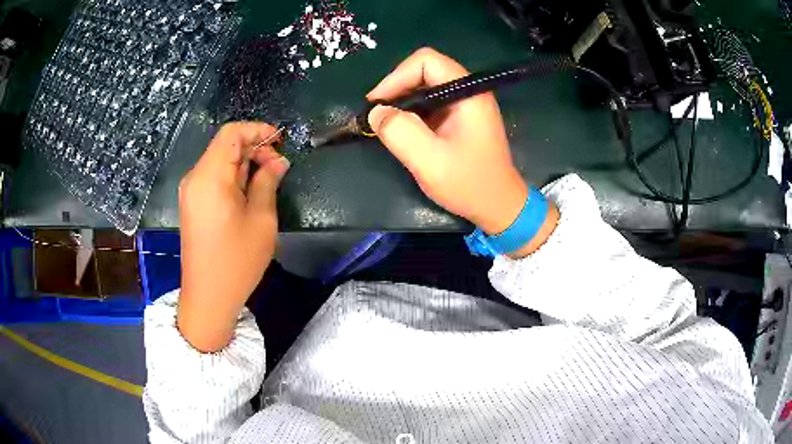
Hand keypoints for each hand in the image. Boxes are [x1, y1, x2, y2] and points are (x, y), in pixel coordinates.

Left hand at [177, 122, 289, 351]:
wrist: (208, 297)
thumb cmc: (236, 261)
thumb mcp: (261, 220)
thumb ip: (268, 182)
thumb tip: (278, 162)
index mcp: (210, 177)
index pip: (231, 133)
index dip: (258, 130)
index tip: (281, 141)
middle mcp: (195, 178)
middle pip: (225, 145)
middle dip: (254, 148)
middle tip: (279, 168)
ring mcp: (191, 192)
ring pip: (220, 161)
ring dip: (245, 164)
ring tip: (268, 182)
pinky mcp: (193, 204)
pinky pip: (214, 178)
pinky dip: (233, 177)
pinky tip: (249, 194)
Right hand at [367, 48, 557, 255]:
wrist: (499, 206)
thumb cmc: (470, 184)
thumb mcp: (430, 161)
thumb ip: (400, 132)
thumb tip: (375, 112)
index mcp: (468, 92)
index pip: (426, 61)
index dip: (396, 77)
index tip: (377, 104)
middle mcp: (468, 91)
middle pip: (424, 71)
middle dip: (397, 89)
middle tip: (377, 116)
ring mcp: (465, 104)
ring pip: (425, 87)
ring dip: (402, 102)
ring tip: (385, 125)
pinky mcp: (460, 117)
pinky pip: (430, 103)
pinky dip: (412, 113)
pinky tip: (402, 131)